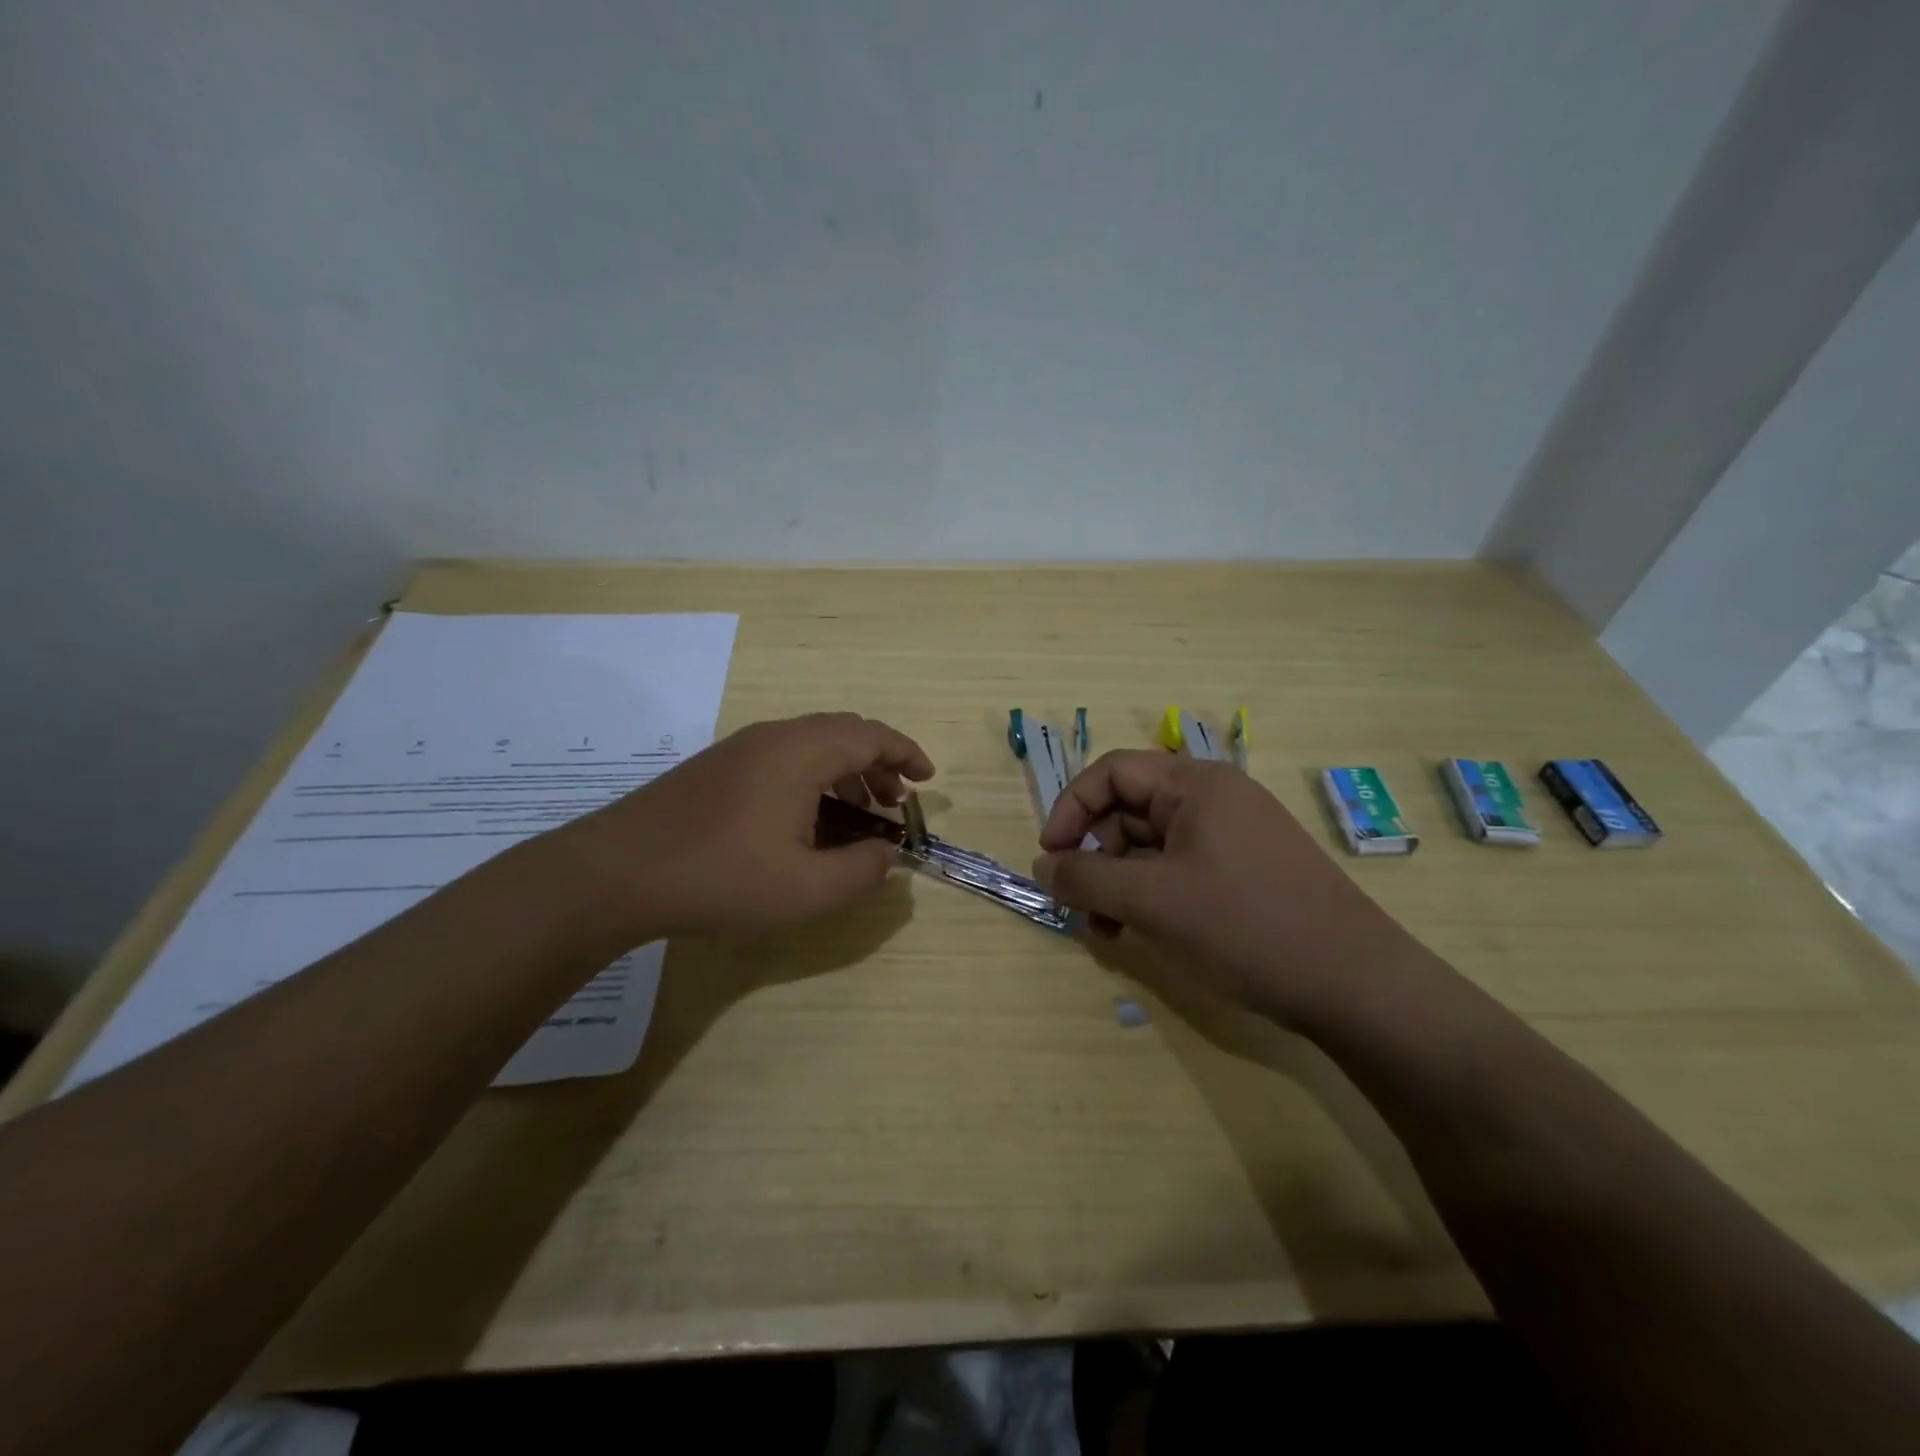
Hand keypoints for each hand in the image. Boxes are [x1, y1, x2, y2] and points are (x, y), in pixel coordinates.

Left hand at [558, 713, 933, 941]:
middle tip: (894, 803)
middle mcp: (774, 737)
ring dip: (844, 773)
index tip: (927, 781)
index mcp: (802, 752)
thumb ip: (862, 871)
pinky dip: (813, 778)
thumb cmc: (721, 877)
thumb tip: (887, 854)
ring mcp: (740, 748)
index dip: (906, 754)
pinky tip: (805, 822)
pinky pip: (783, 758)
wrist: (617, 872)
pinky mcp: (717, 767)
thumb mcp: (807, 890)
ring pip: (811, 745)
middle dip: (878, 765)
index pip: (871, 736)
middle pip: (844, 733)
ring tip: (857, 816)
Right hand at [1032, 751, 1430, 1029]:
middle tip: (1080, 906)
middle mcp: (1214, 798)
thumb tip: (1043, 865)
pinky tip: (1140, 931)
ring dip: (1119, 881)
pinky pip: (1178, 868)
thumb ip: (1087, 877)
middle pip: (1129, 809)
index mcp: (1196, 784)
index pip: (1111, 773)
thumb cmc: (1247, 927)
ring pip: (1151, 844)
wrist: (1355, 985)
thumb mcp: (1154, 901)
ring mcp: (1232, 835)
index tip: (1051, 857)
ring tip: (1108, 930)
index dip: (1071, 809)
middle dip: (1096, 855)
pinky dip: (1150, 894)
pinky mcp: (1243, 870)